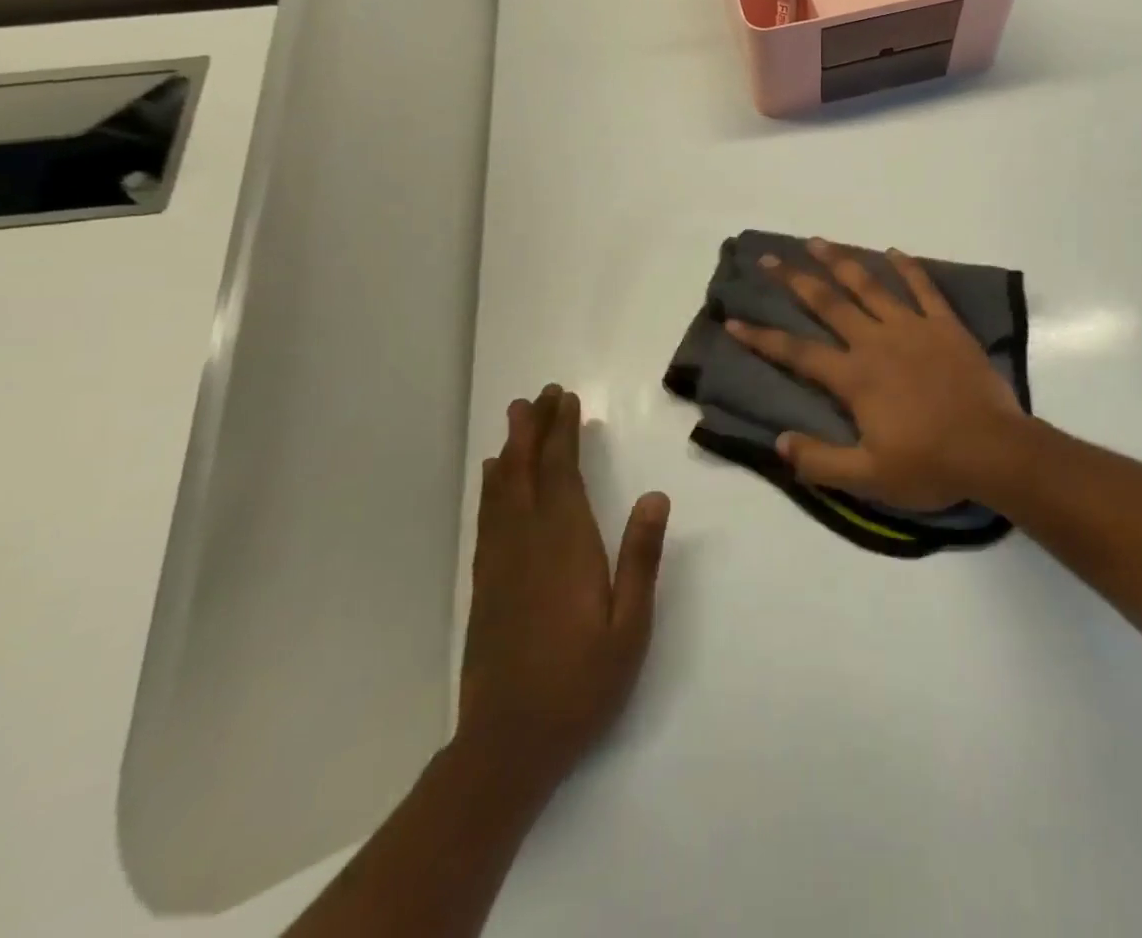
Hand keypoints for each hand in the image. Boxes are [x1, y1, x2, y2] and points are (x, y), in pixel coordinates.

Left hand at [457, 385, 669, 798]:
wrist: (507, 747)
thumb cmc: (581, 685)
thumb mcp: (630, 626)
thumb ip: (641, 558)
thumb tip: (657, 495)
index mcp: (566, 548)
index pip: (562, 475)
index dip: (562, 434)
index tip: (566, 400)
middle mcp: (527, 545)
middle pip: (527, 474)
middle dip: (533, 431)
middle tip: (537, 395)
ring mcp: (500, 566)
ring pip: (502, 493)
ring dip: (511, 452)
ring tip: (515, 420)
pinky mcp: (485, 587)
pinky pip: (488, 521)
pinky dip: (492, 490)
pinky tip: (495, 480)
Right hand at [725, 239, 1028, 509]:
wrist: (993, 450)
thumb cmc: (930, 465)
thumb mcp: (868, 478)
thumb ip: (820, 461)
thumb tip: (779, 441)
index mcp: (855, 377)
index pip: (797, 352)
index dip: (761, 337)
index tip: (733, 319)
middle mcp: (877, 342)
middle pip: (828, 303)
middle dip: (795, 280)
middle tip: (769, 259)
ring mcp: (914, 328)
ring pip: (870, 286)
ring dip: (842, 261)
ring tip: (818, 241)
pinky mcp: (946, 325)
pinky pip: (924, 288)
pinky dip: (908, 267)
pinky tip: (893, 250)